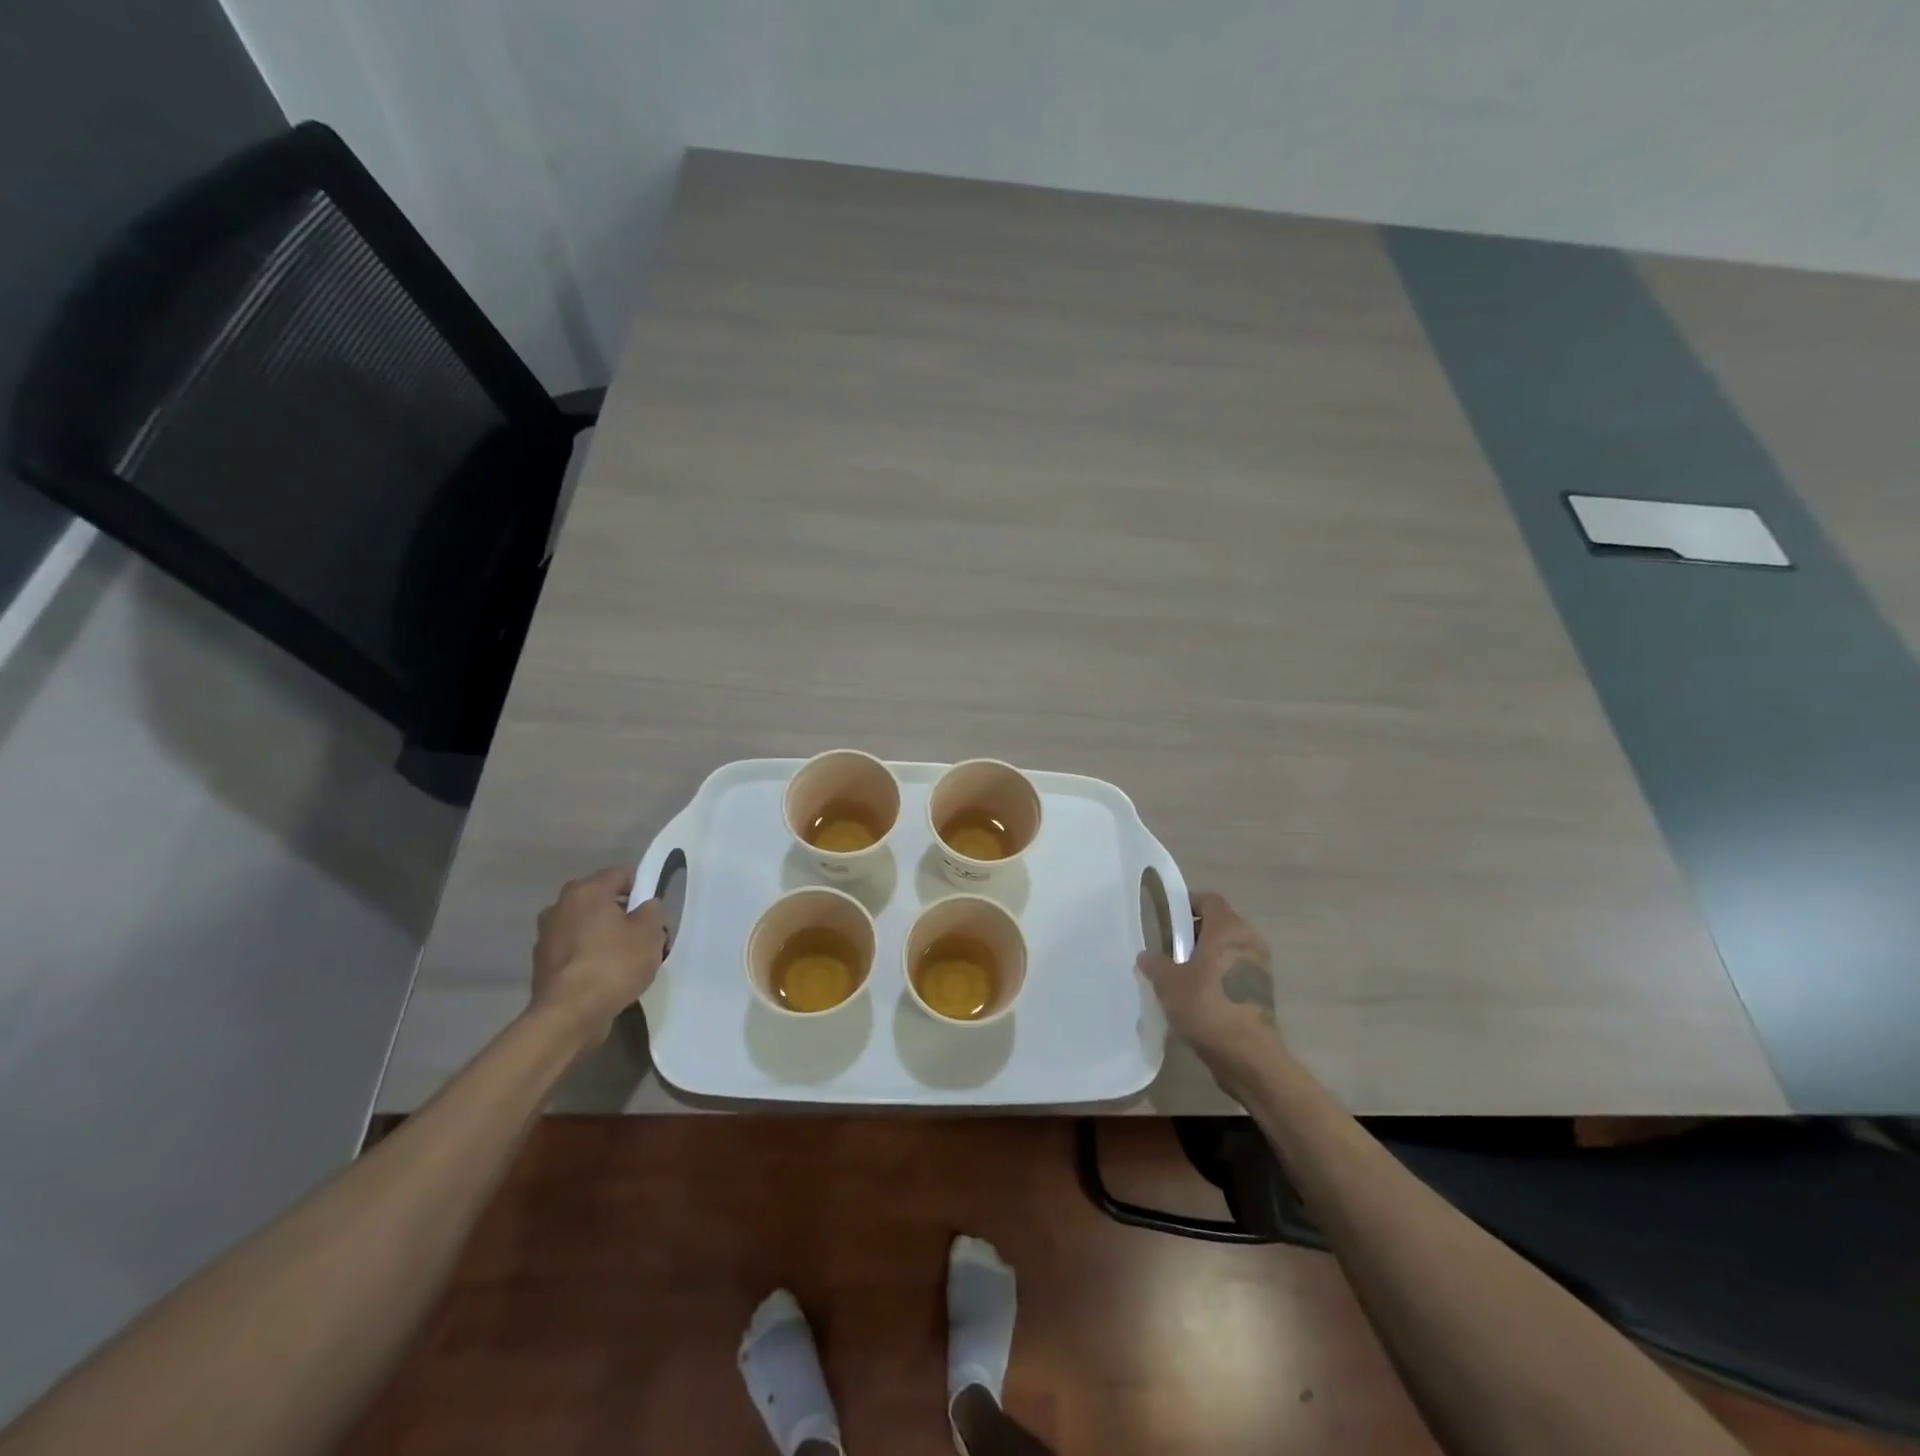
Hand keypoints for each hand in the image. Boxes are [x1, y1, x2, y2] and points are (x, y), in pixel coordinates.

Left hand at [531, 867, 667, 1042]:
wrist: (568, 1016)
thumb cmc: (613, 965)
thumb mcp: (650, 934)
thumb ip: (652, 912)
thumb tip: (646, 906)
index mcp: (586, 891)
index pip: (621, 874)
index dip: (643, 887)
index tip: (655, 909)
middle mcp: (560, 906)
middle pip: (601, 900)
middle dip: (623, 913)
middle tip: (644, 934)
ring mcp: (547, 936)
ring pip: (587, 926)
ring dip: (605, 936)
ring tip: (627, 959)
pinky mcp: (543, 964)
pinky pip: (576, 950)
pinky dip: (590, 956)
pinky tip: (607, 975)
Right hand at [1137, 892, 1278, 1068]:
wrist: (1248, 1056)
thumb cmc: (1207, 1006)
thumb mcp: (1169, 983)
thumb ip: (1156, 964)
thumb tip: (1146, 956)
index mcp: (1228, 929)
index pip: (1210, 900)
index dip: (1189, 903)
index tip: (1168, 917)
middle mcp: (1249, 942)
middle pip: (1220, 925)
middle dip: (1194, 934)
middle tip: (1169, 948)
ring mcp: (1259, 970)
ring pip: (1228, 952)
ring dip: (1206, 958)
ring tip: (1180, 975)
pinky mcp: (1261, 994)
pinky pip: (1234, 974)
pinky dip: (1217, 978)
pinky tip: (1197, 998)